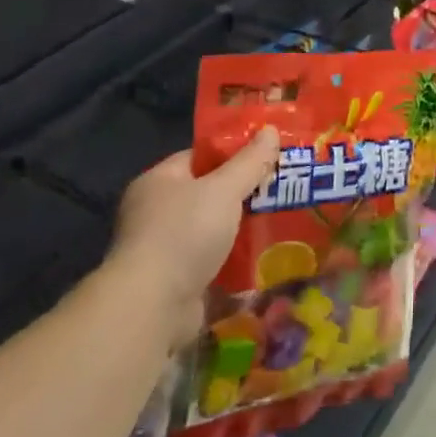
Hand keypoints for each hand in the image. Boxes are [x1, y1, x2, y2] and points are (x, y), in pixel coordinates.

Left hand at [108, 127, 279, 344]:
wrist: (153, 306)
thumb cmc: (184, 233)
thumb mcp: (224, 189)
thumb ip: (250, 162)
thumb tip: (270, 129)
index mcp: (159, 181)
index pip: (199, 156)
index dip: (233, 153)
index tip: (267, 155)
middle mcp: (156, 212)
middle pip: (209, 193)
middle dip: (244, 194)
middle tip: (282, 188)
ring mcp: (165, 248)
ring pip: (213, 230)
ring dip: (243, 230)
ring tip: (283, 221)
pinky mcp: (177, 280)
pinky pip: (214, 262)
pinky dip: (236, 261)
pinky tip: (266, 257)